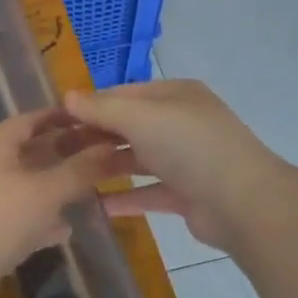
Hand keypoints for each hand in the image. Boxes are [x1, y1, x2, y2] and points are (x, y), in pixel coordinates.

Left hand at [0, 108, 124, 295]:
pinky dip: (38, 218)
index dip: (63, 117)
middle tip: (101, 156)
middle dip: (63, 154)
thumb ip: (80, 170)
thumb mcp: (46, 192)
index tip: (95, 120)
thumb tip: (112, 148)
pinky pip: (15, 214)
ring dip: (53, 187)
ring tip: (89, 191)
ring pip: (23, 185)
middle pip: (27, 151)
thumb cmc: (0, 220)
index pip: (30, 119)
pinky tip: (63, 230)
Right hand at [64, 80, 280, 251]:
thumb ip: (102, 108)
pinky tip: (96, 205)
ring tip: (69, 177)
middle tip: (54, 151)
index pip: (122, 93)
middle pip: (128, 126)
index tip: (54, 121)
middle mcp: (180, 122)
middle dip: (93, 137)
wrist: (243, 203)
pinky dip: (125, 197)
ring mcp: (185, 159)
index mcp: (174, 95)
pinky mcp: (186, 193)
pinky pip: (147, 192)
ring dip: (106, 166)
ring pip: (137, 158)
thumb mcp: (141, 117)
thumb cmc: (190, 148)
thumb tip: (67, 96)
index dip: (88, 104)